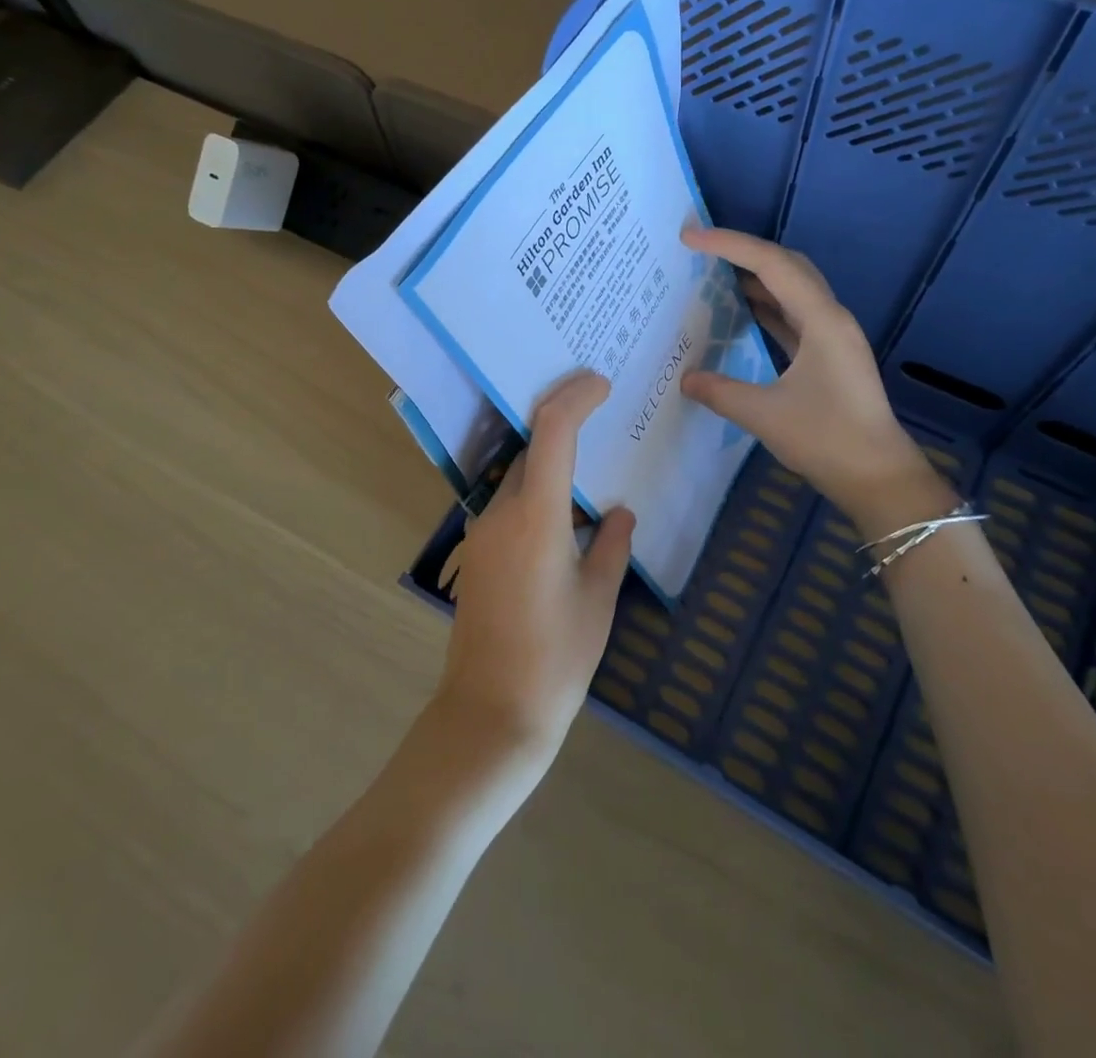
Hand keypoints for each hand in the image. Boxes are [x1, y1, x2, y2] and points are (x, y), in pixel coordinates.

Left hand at [436, 370, 635, 769]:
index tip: (600, 382)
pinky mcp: (476, 554)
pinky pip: (509, 507)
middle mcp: (501, 512)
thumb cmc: (556, 657)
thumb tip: (620, 513)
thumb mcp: (598, 599)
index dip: (575, 397)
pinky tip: (565, 520)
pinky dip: (537, 497)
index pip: (552, 431)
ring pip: (519, 479)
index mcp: (536, 515)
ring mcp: (482, 533)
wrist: (491, 713)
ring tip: (591, 474)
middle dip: (564, 426)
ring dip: (550, 466)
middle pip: (531, 450)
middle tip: (603, 420)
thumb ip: (612, 545)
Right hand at [681, 227, 929, 510]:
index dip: (729, 245)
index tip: (689, 238)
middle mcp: (830, 318)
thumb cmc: (827, 440)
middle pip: (787, 265)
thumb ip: (720, 392)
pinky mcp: (829, 356)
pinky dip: (764, 306)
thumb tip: (685, 379)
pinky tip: (740, 313)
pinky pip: (792, 315)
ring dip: (755, 277)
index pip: (771, 265)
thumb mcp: (765, 415)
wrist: (879, 477)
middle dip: (743, 251)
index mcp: (821, 320)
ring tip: (713, 274)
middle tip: (701, 250)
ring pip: (791, 289)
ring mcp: (832, 337)